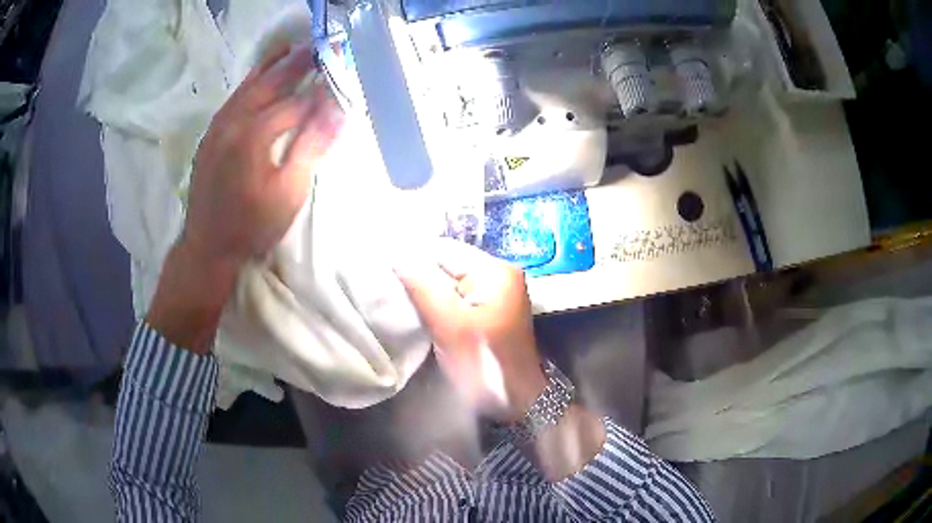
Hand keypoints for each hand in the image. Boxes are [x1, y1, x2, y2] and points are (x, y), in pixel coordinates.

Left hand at [148, 44, 343, 353]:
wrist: (207, 247)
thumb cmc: (251, 226)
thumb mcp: (289, 192)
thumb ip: (312, 146)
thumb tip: (338, 110)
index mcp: (254, 134)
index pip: (295, 103)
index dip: (320, 91)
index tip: (339, 77)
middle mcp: (234, 122)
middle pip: (269, 83)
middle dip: (296, 64)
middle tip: (318, 46)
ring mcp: (218, 127)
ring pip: (246, 87)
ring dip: (269, 66)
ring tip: (289, 49)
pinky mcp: (211, 136)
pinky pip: (233, 100)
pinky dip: (249, 83)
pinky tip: (256, 79)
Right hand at [395, 240, 547, 421]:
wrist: (515, 399)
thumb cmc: (484, 362)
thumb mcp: (449, 324)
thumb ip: (422, 287)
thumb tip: (396, 255)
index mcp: (495, 271)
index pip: (444, 250)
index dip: (413, 260)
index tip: (384, 272)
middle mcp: (499, 275)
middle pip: (447, 265)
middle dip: (420, 278)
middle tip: (390, 291)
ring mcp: (495, 293)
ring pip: (449, 283)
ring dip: (427, 293)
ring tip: (401, 303)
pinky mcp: (489, 311)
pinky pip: (457, 298)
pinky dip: (439, 306)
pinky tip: (422, 316)